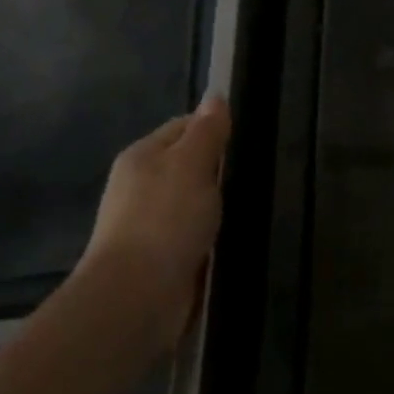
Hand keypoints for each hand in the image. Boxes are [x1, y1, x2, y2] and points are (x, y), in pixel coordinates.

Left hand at [78, 97, 230, 344]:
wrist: (137, 297)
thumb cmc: (165, 221)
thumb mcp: (192, 165)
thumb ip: (206, 132)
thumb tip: (216, 96)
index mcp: (142, 156)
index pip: (184, 127)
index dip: (215, 129)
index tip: (248, 139)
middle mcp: (141, 186)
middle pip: (190, 165)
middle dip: (220, 170)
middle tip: (256, 174)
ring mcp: (150, 224)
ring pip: (195, 202)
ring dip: (219, 206)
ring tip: (253, 206)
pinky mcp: (162, 256)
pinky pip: (195, 234)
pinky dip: (213, 234)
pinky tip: (233, 237)